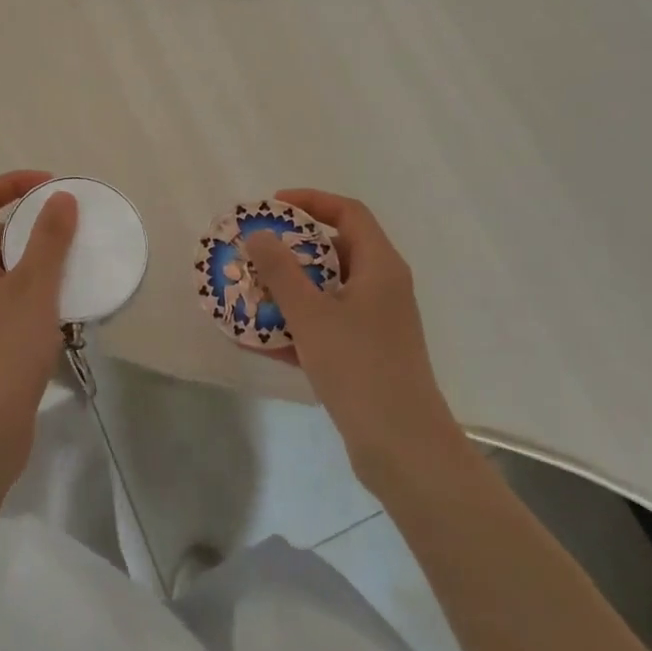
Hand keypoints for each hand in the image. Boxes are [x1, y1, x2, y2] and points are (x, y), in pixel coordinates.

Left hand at [0, 171, 78, 487]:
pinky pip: (15, 293)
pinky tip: (67, 301)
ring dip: (38, 253)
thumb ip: (49, 239)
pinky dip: (39, 285)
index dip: (14, 181)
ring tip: (75, 257)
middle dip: (31, 217)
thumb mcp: (34, 288)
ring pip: (7, 263)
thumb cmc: (4, 350)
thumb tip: (60, 197)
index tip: (53, 186)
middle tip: (70, 220)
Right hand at [243, 189, 457, 489]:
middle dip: (291, 249)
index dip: (311, 201)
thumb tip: (258, 234)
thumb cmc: (359, 367)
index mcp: (380, 266)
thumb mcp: (311, 314)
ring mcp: (376, 323)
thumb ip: (280, 271)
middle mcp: (382, 287)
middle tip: (254, 251)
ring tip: (247, 292)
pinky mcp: (366, 354)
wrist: (403, 449)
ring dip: (288, 289)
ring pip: (326, 291)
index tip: (272, 207)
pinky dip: (295, 325)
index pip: (348, 213)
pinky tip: (255, 338)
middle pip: (335, 250)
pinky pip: (325, 325)